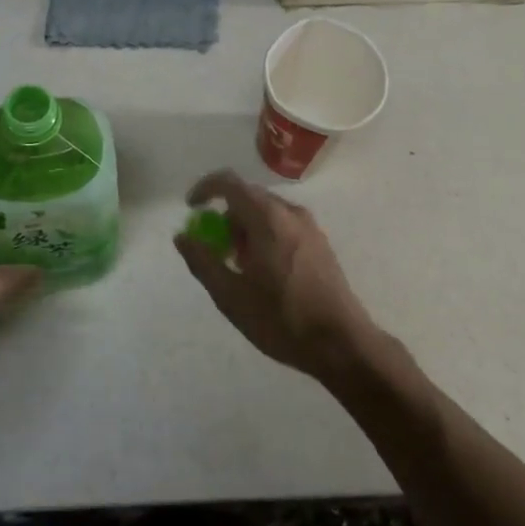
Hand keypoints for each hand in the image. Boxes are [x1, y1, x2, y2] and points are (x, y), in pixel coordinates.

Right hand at [173, 170, 378, 379]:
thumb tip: (182, 237)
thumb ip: (203, 262)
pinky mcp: (320, 243)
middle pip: (248, 197)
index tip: (191, 209)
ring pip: (267, 212)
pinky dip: (265, 236)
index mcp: (267, 218)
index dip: (205, 189)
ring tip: (241, 268)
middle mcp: (290, 213)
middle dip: (226, 217)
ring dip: (246, 229)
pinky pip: (284, 225)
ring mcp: (310, 227)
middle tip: (217, 250)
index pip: (230, 182)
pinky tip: (265, 274)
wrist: (342, 343)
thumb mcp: (231, 296)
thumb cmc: (282, 319)